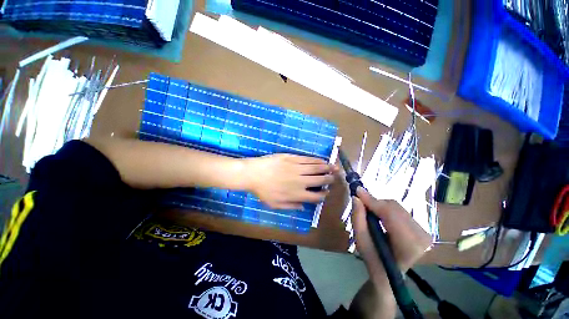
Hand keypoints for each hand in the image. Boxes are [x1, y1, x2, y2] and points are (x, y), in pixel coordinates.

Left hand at [243, 154, 336, 208]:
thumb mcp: (275, 204)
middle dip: (329, 179)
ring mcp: (297, 168)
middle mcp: (300, 181)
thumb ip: (290, 206)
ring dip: (326, 168)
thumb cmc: (262, 191)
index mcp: (297, 194)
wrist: (253, 174)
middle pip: (319, 180)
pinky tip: (321, 160)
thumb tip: (302, 207)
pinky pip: (308, 159)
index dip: (323, 194)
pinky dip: (316, 160)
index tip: (326, 192)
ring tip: (333, 167)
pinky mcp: (293, 158)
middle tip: (334, 177)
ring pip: (316, 168)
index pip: (315, 196)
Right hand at [351, 188, 431, 284]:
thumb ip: (358, 219)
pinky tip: (380, 215)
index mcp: (408, 245)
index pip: (390, 214)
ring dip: (380, 205)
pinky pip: (400, 209)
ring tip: (369, 211)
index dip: (373, 201)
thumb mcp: (361, 242)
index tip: (357, 191)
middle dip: (375, 203)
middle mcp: (421, 236)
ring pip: (397, 207)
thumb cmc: (374, 260)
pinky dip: (386, 208)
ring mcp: (424, 231)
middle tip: (361, 202)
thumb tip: (356, 198)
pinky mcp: (422, 227)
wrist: (390, 274)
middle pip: (394, 208)